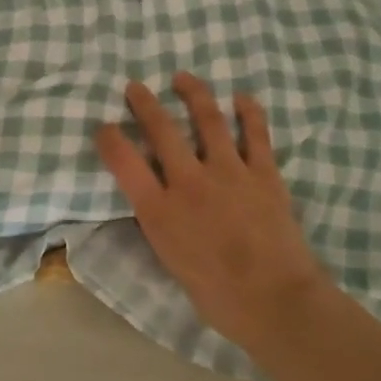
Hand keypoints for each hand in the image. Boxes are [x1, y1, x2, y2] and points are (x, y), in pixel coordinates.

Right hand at [95, 74, 335, 361]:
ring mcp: (229, 172)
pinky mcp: (263, 173)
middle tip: (136, 86)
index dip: (109, 139)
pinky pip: (255, 133)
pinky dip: (248, 112)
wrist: (276, 302)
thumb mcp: (171, 262)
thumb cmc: (218, 297)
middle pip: (162, 129)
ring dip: (193, 93)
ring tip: (184, 78)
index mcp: (160, 211)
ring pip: (208, 119)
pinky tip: (241, 98)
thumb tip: (158, 203)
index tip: (104, 127)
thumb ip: (162, 225)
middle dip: (145, 103)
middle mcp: (189, 182)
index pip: (124, 162)